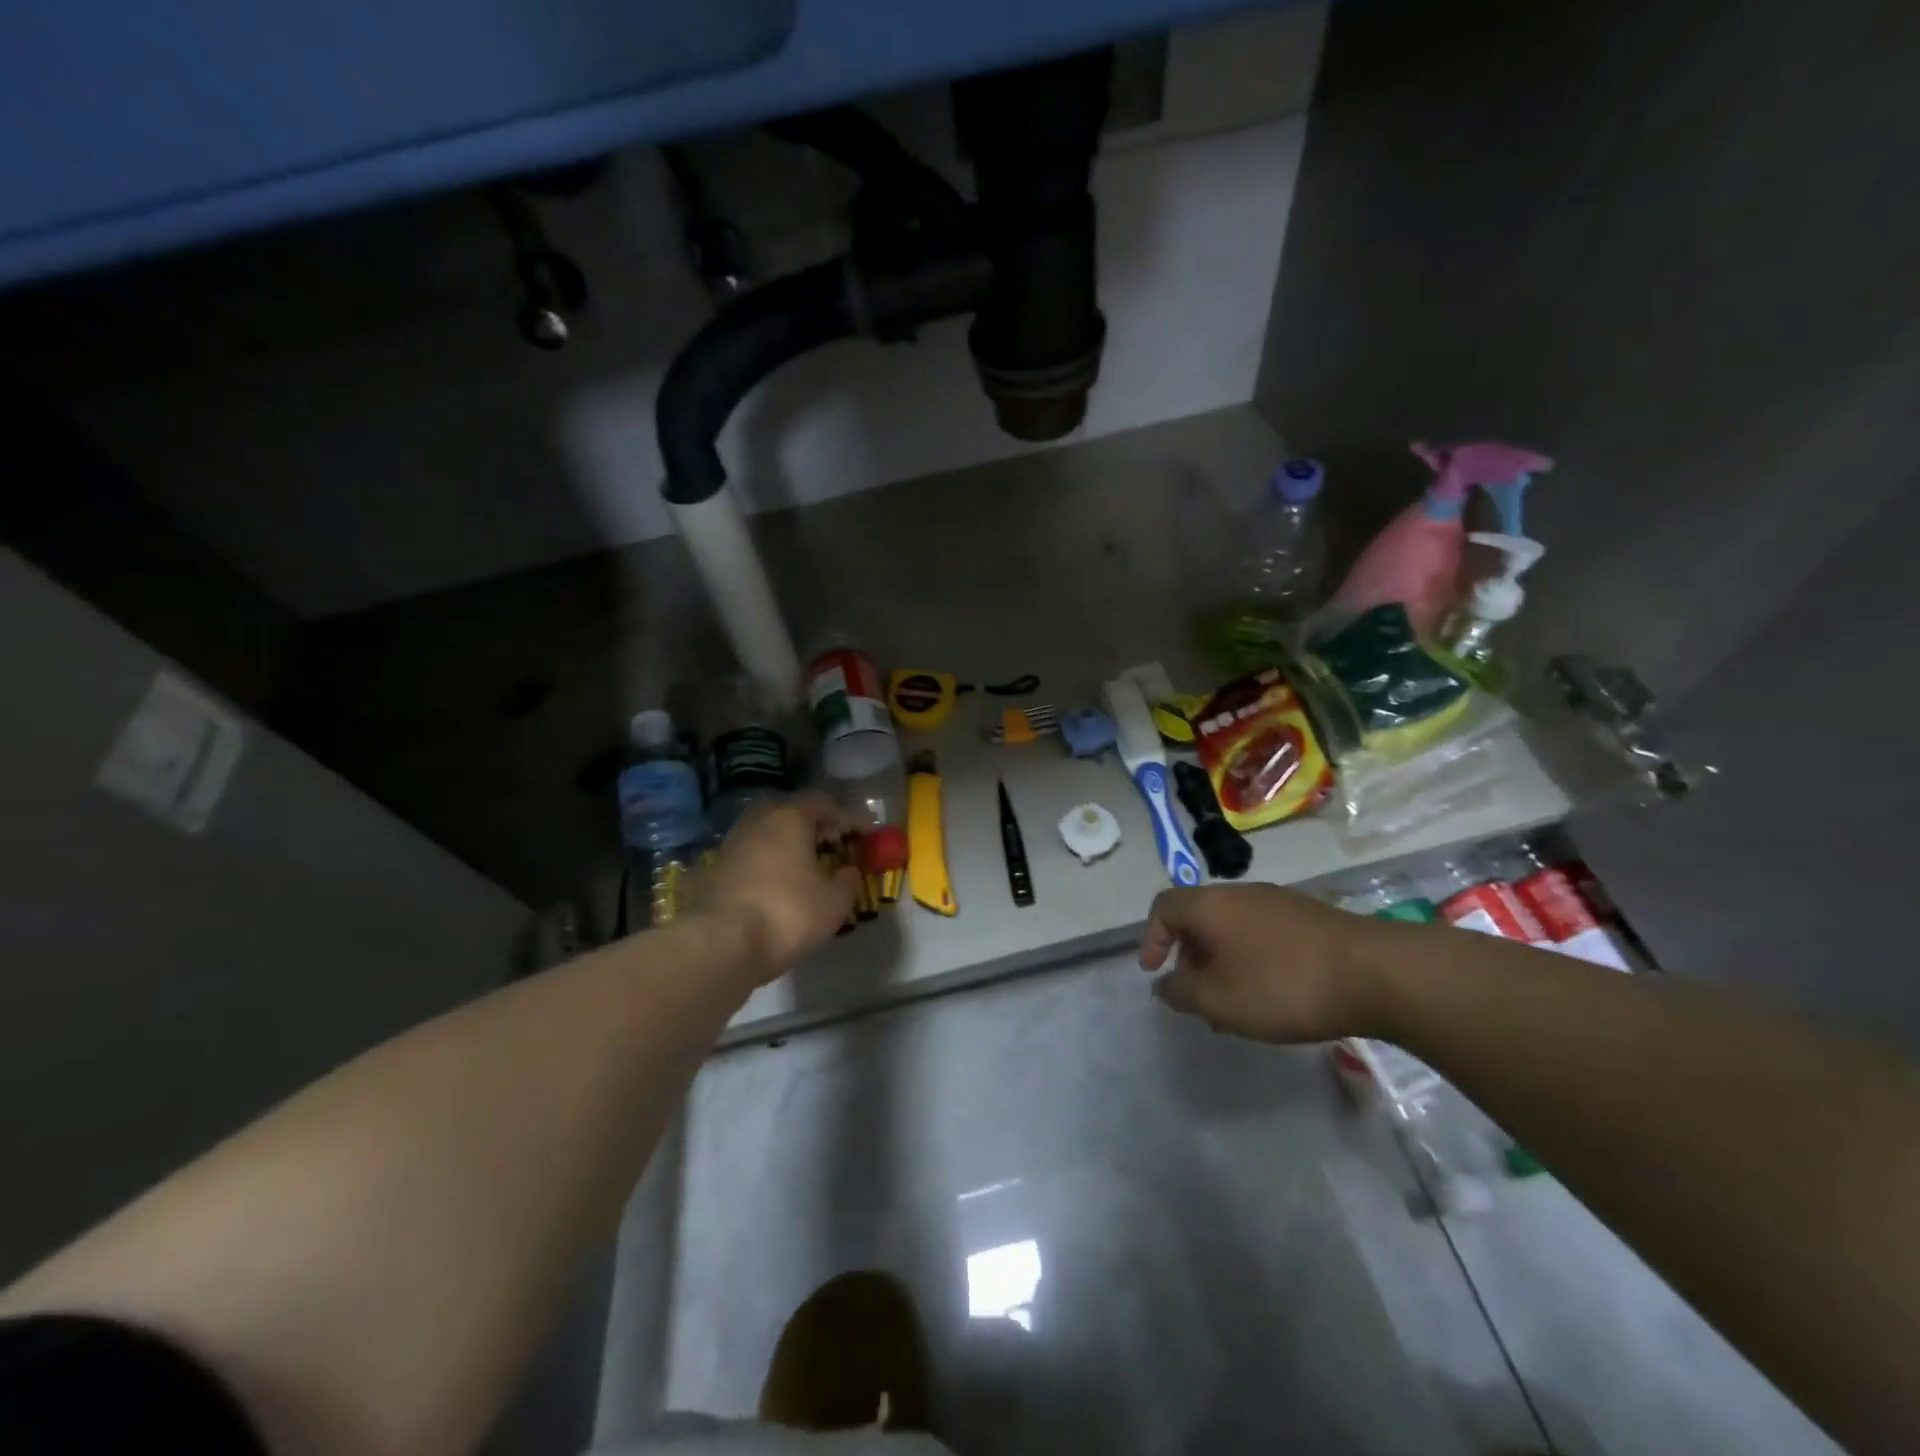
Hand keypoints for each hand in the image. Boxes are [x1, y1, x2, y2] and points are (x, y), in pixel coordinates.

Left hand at [697, 792, 860, 980]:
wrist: (720, 945)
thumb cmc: (787, 914)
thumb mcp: (834, 902)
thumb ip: (848, 881)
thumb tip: (849, 872)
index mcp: (789, 818)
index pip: (824, 802)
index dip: (848, 816)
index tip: (866, 834)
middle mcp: (757, 822)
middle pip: (790, 811)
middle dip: (813, 824)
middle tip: (831, 842)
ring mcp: (730, 845)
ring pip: (765, 833)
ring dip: (787, 843)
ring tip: (804, 865)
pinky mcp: (712, 871)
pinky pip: (749, 857)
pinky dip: (766, 863)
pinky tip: (776, 884)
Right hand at [1138, 884, 1383, 1042]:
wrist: (1375, 973)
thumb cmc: (1282, 985)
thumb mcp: (1218, 1000)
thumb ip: (1181, 992)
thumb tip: (1164, 984)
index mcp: (1209, 905)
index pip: (1163, 907)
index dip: (1151, 938)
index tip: (1155, 973)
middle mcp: (1238, 893)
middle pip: (1198, 917)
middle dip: (1189, 956)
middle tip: (1197, 996)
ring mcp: (1277, 901)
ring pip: (1232, 928)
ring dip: (1222, 962)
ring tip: (1235, 1004)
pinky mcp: (1308, 917)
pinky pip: (1262, 933)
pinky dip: (1252, 959)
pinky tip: (1273, 994)